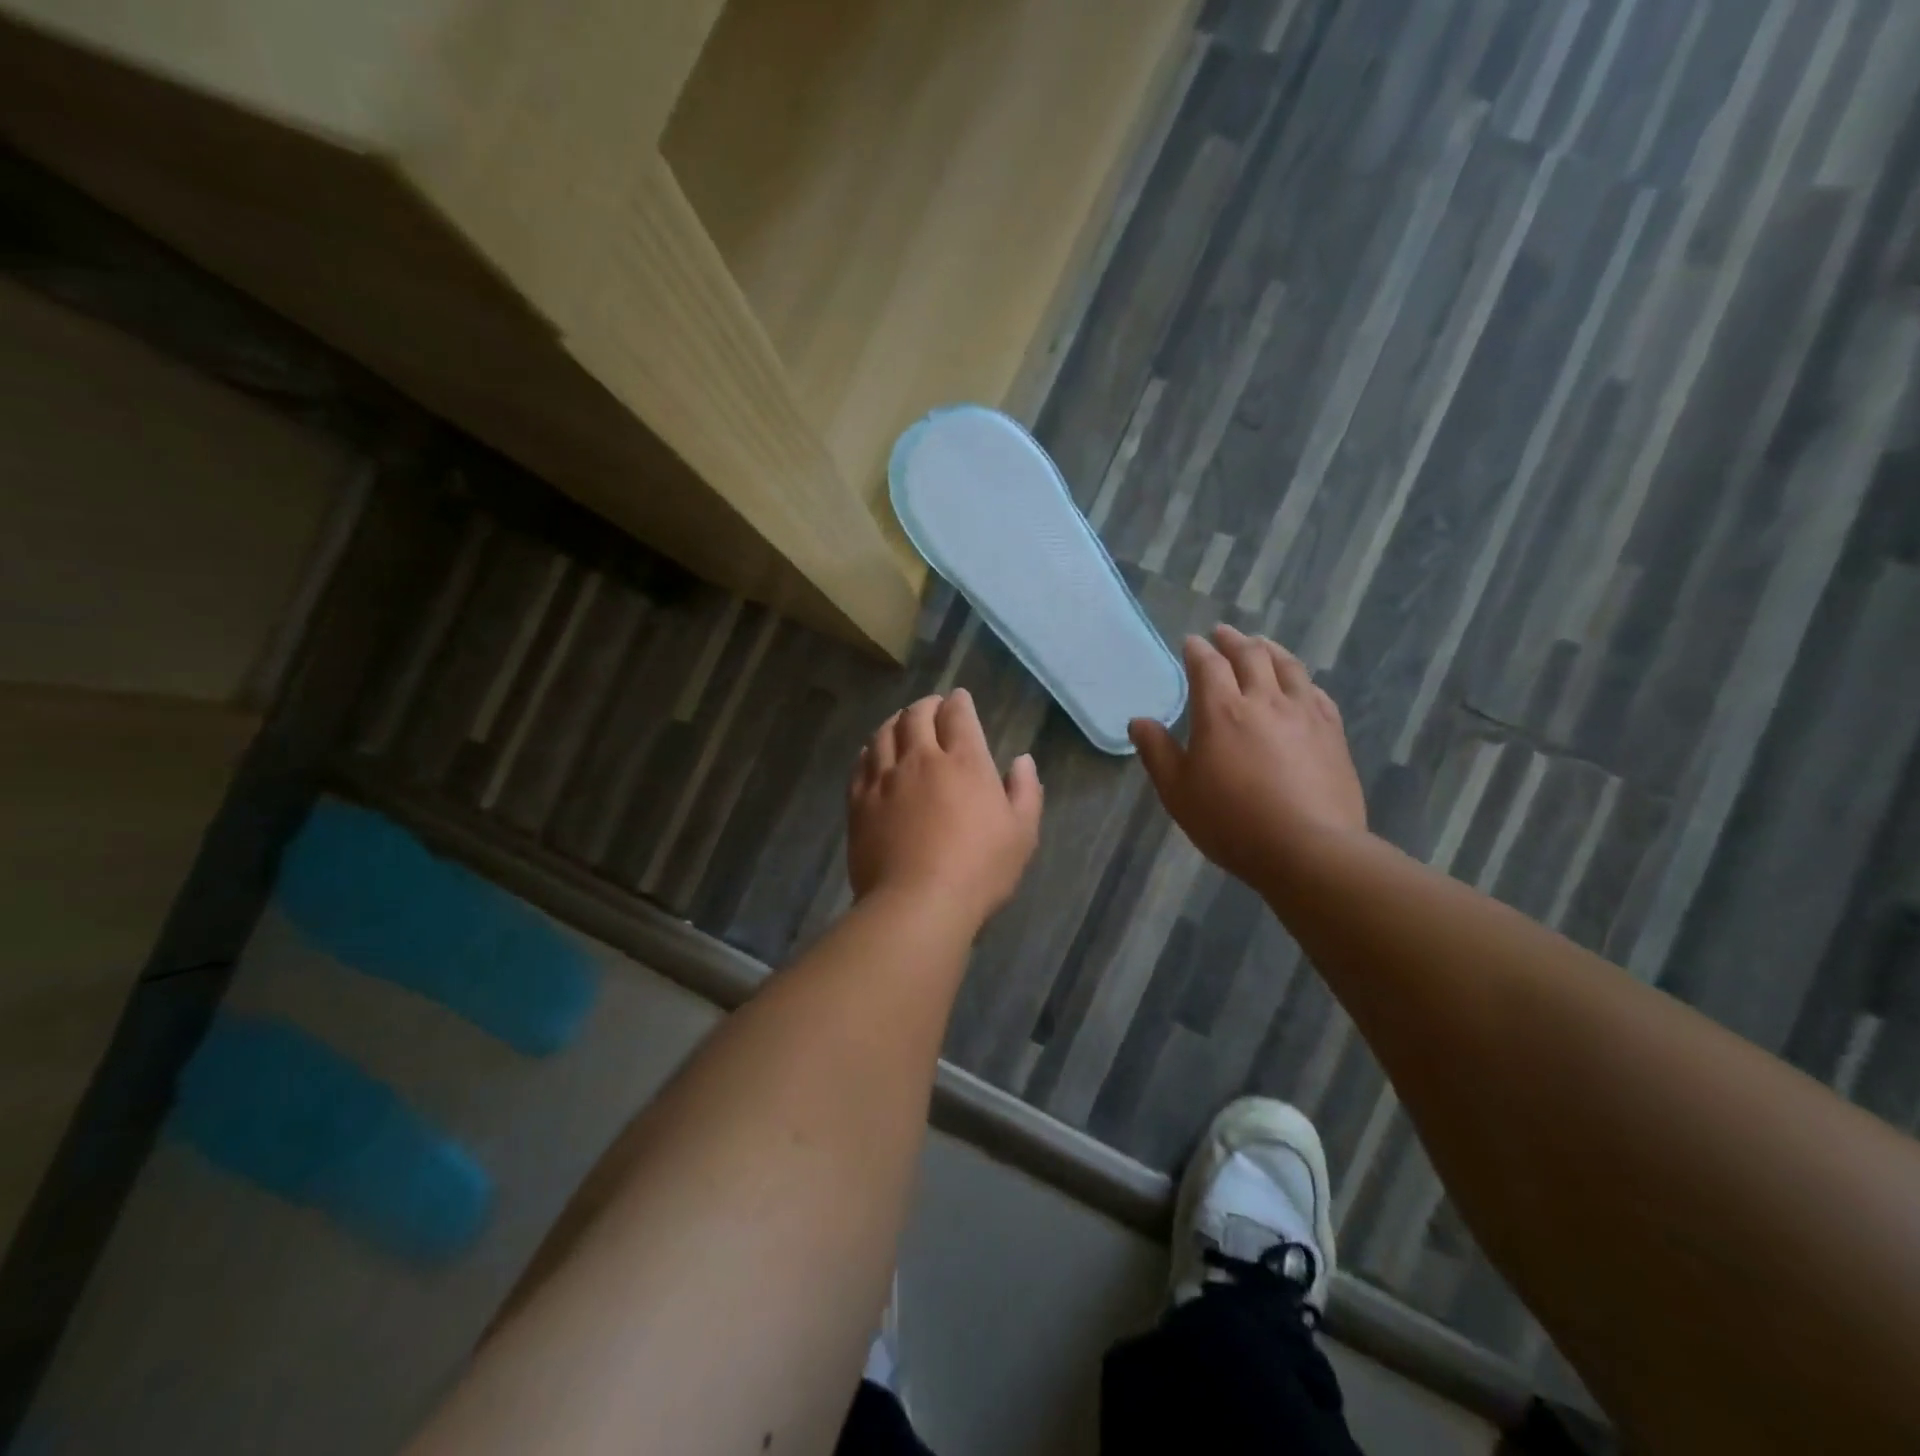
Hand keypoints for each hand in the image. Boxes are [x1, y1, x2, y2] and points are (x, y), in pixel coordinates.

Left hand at [848, 689, 1043, 928]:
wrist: (917, 903)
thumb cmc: (979, 870)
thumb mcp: (1022, 833)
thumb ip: (1025, 791)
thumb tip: (1022, 760)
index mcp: (964, 762)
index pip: (958, 716)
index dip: (959, 702)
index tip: (959, 698)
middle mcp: (921, 760)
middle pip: (917, 717)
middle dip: (926, 705)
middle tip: (931, 706)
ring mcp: (885, 780)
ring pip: (884, 734)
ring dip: (895, 721)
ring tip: (901, 722)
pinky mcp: (859, 802)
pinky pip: (861, 764)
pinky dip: (869, 750)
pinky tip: (872, 753)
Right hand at [1129, 626, 1365, 886]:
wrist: (1309, 849)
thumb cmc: (1232, 822)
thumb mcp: (1178, 792)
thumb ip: (1157, 752)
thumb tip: (1139, 721)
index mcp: (1222, 711)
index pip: (1208, 665)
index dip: (1197, 650)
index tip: (1190, 642)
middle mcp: (1264, 700)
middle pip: (1250, 655)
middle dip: (1233, 640)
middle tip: (1223, 633)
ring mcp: (1304, 713)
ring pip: (1288, 666)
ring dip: (1270, 649)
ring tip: (1261, 644)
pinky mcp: (1332, 732)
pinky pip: (1316, 692)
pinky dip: (1301, 679)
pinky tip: (1299, 684)